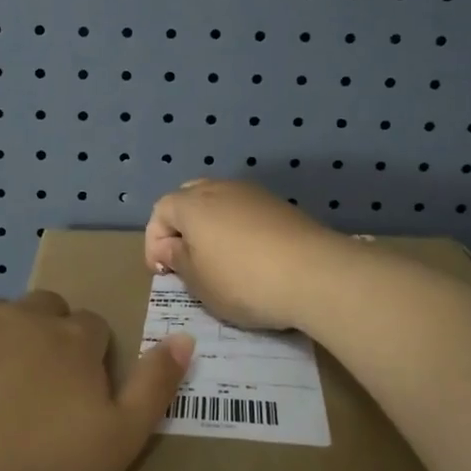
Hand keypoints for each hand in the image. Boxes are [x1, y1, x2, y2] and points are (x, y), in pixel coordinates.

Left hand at [0, 292, 191, 470]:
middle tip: (40, 394)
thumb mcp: (117, 443)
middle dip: (52, 338)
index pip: (95, 328)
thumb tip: (184, 337)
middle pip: (50, 311)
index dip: (92, 360)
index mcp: (75, 339)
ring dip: (9, 338)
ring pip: (3, 316)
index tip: (80, 399)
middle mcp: (28, 317)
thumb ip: (154, 387)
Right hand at [145, 178, 347, 331]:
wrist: (316, 274)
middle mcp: (220, 188)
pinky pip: (246, 212)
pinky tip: (249, 257)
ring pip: (220, 203)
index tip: (162, 273)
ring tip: (218, 260)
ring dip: (212, 227)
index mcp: (191, 204)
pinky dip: (239, 229)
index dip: (154, 242)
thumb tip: (169, 247)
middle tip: (186, 259)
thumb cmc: (243, 280)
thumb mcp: (199, 281)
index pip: (160, 211)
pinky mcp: (280, 206)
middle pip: (189, 198)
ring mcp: (253, 194)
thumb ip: (177, 260)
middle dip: (182, 227)